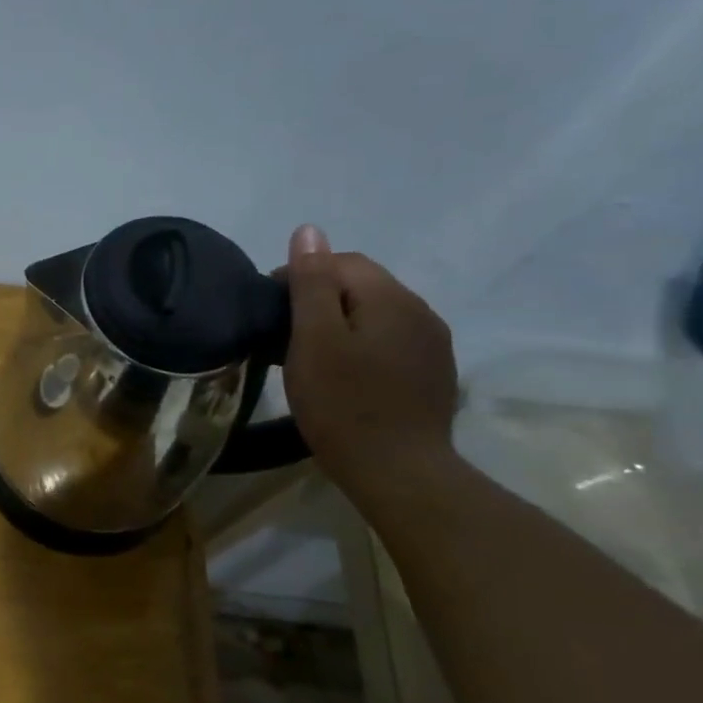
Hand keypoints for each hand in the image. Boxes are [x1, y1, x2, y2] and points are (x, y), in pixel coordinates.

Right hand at [281, 225, 457, 493]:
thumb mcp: (314, 341)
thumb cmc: (344, 404)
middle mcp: (420, 311)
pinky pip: (391, 342)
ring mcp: (432, 344)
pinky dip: (363, 346)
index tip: (269, 310)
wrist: (398, 472)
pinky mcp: (433, 373)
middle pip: (362, 285)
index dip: (299, 276)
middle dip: (321, 299)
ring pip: (377, 315)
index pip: (340, 262)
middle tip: (284, 335)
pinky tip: (346, 375)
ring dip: (343, 323)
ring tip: (310, 356)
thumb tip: (309, 230)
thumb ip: (311, 283)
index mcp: (391, 297)